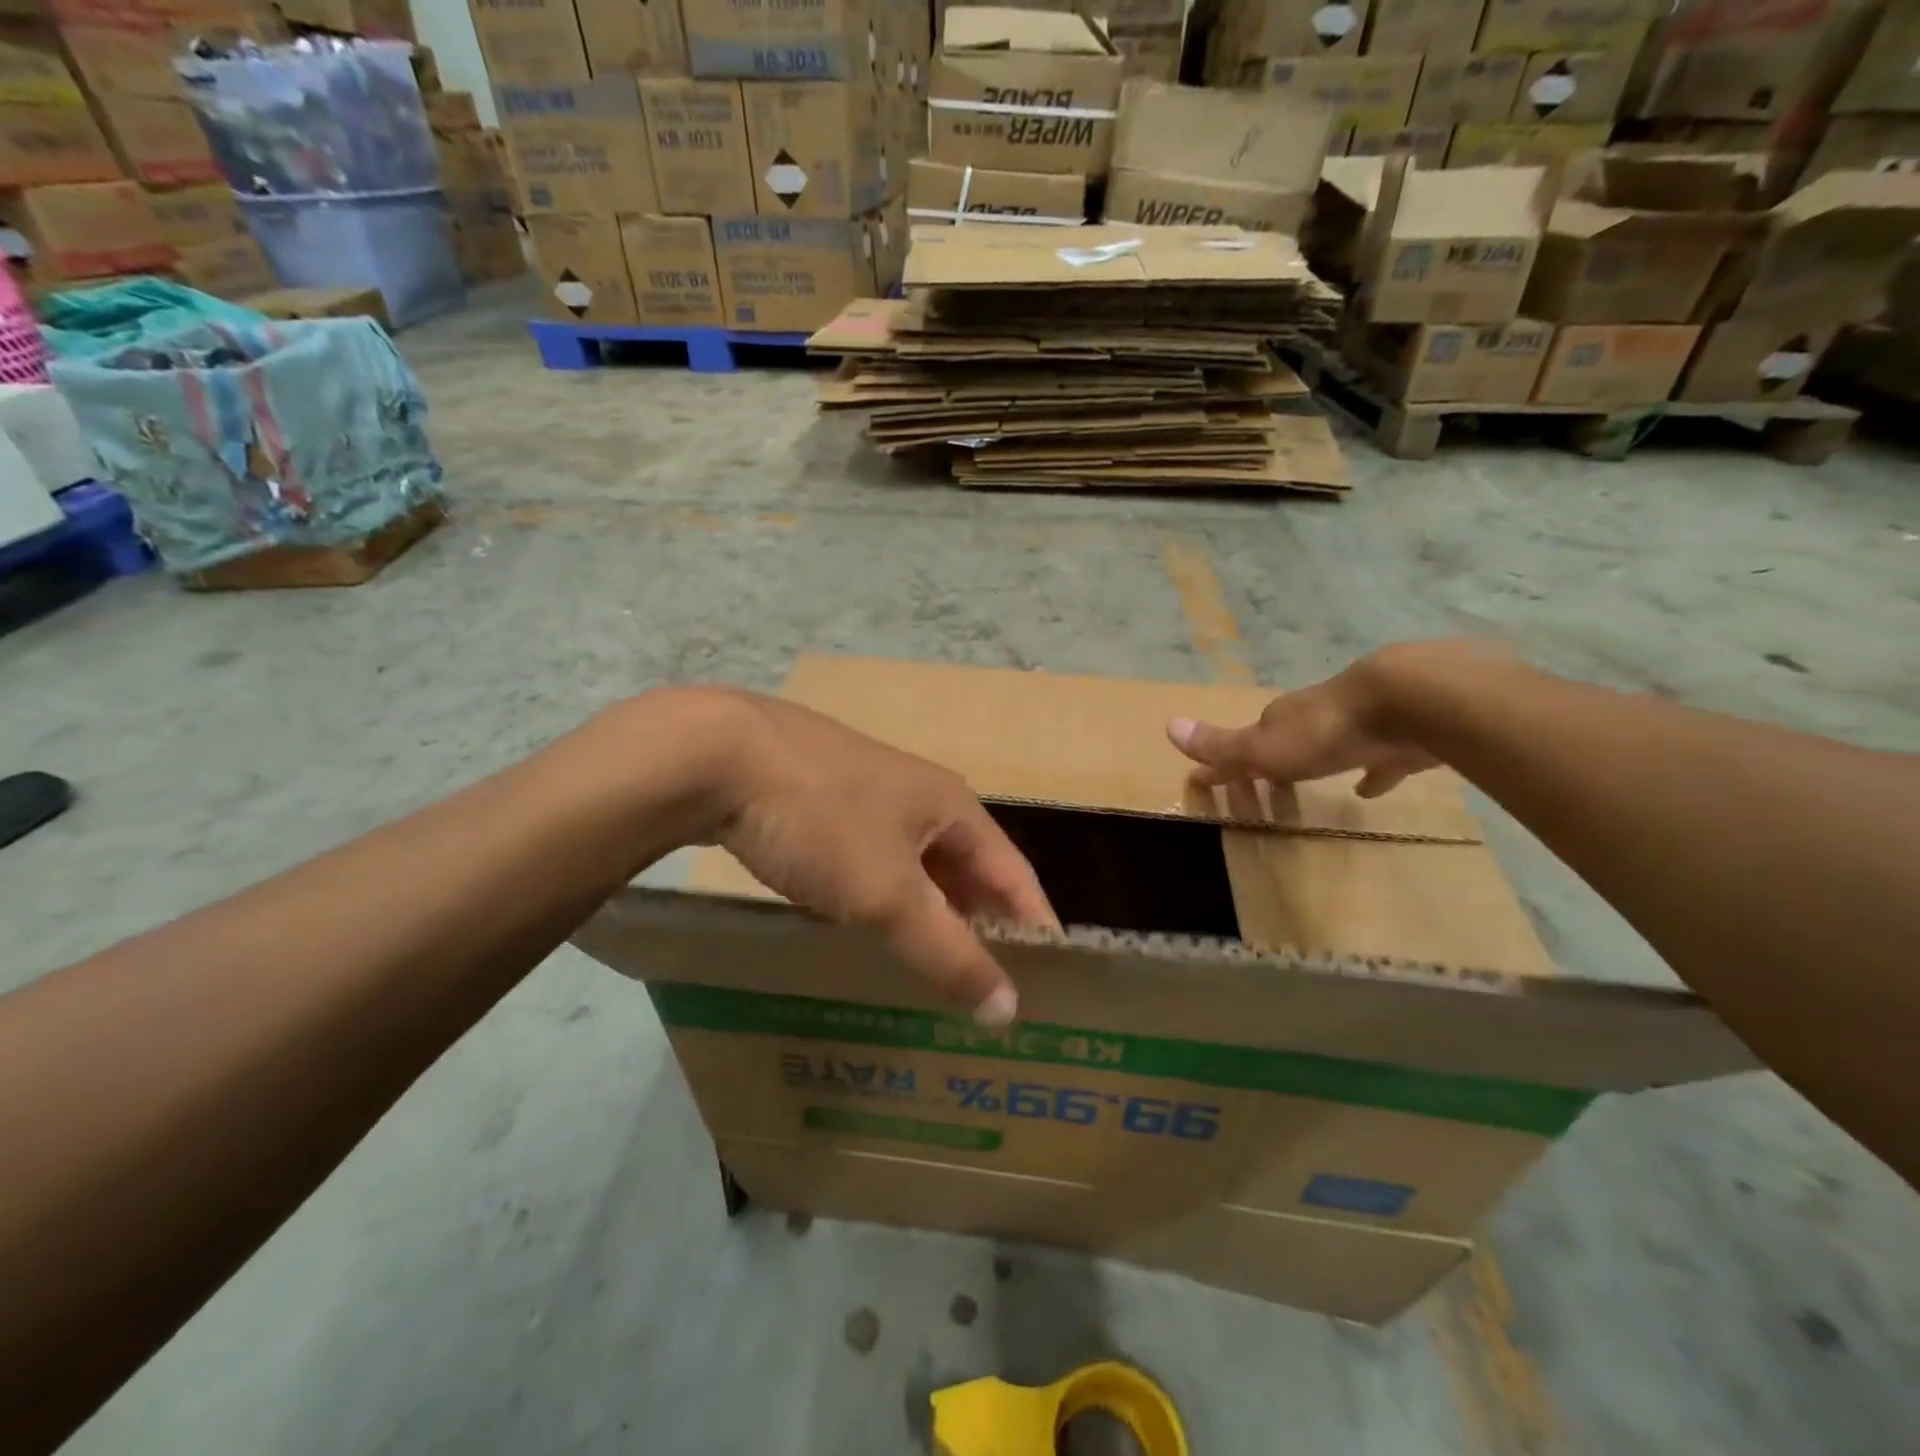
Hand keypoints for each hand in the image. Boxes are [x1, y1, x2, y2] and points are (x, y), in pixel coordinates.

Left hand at [700, 690, 1057, 1025]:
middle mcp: (919, 795)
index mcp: (952, 806)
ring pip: (917, 866)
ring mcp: (868, 795)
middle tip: (989, 987)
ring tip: (935, 968)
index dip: (1035, 924)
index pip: (1014, 873)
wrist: (718, 755)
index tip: (1052, 979)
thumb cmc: (823, 820)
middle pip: (968, 869)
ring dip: (932, 914)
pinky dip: (885, 898)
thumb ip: (950, 952)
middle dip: (983, 924)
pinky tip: (868, 927)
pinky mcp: (823, 801)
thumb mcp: (890, 895)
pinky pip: (873, 860)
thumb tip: (1009, 1009)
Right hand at [1167, 645, 1453, 797]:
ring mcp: (1362, 722)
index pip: (1247, 739)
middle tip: (1268, 783)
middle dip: (1276, 758)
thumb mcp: (1265, 746)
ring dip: (1321, 760)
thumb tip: (1169, 726)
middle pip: (1289, 738)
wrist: (1409, 701)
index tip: (1212, 779)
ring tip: (1313, 784)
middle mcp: (1317, 715)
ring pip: (1334, 744)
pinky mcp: (1402, 736)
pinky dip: (1374, 773)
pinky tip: (1372, 788)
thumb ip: (1222, 744)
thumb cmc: (1327, 730)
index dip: (1228, 761)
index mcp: (1283, 719)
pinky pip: (1381, 759)